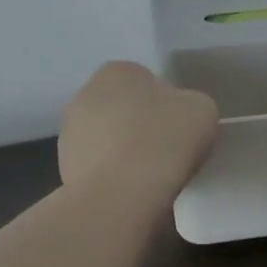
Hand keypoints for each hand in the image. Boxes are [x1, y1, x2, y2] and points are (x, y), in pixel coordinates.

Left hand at [58, 61, 219, 194]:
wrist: (121, 196)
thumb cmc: (164, 140)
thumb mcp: (202, 110)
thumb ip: (191, 104)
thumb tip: (179, 115)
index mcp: (119, 71)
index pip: (148, 82)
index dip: (168, 105)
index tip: (181, 129)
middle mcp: (86, 94)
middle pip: (125, 109)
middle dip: (142, 126)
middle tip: (168, 151)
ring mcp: (70, 133)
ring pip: (109, 139)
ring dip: (125, 152)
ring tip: (150, 177)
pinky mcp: (65, 169)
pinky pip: (100, 168)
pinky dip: (113, 177)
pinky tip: (132, 192)